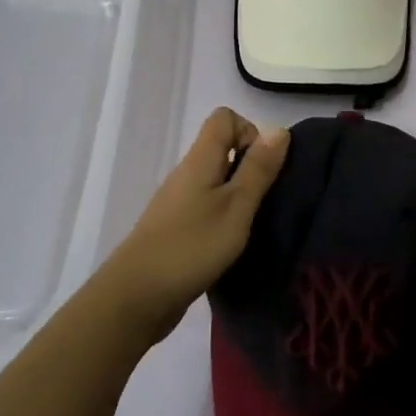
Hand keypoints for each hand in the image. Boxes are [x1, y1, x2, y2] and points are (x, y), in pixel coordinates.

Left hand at [99, 107, 288, 342]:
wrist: (136, 297)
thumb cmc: (192, 246)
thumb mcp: (236, 206)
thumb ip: (258, 169)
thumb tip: (279, 128)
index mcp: (200, 159)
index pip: (224, 118)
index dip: (250, 132)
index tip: (262, 167)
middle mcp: (187, 173)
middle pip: (222, 148)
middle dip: (251, 167)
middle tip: (265, 200)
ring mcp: (178, 202)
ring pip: (216, 180)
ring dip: (239, 194)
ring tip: (253, 225)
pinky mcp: (176, 228)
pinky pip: (207, 206)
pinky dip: (225, 216)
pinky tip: (232, 244)